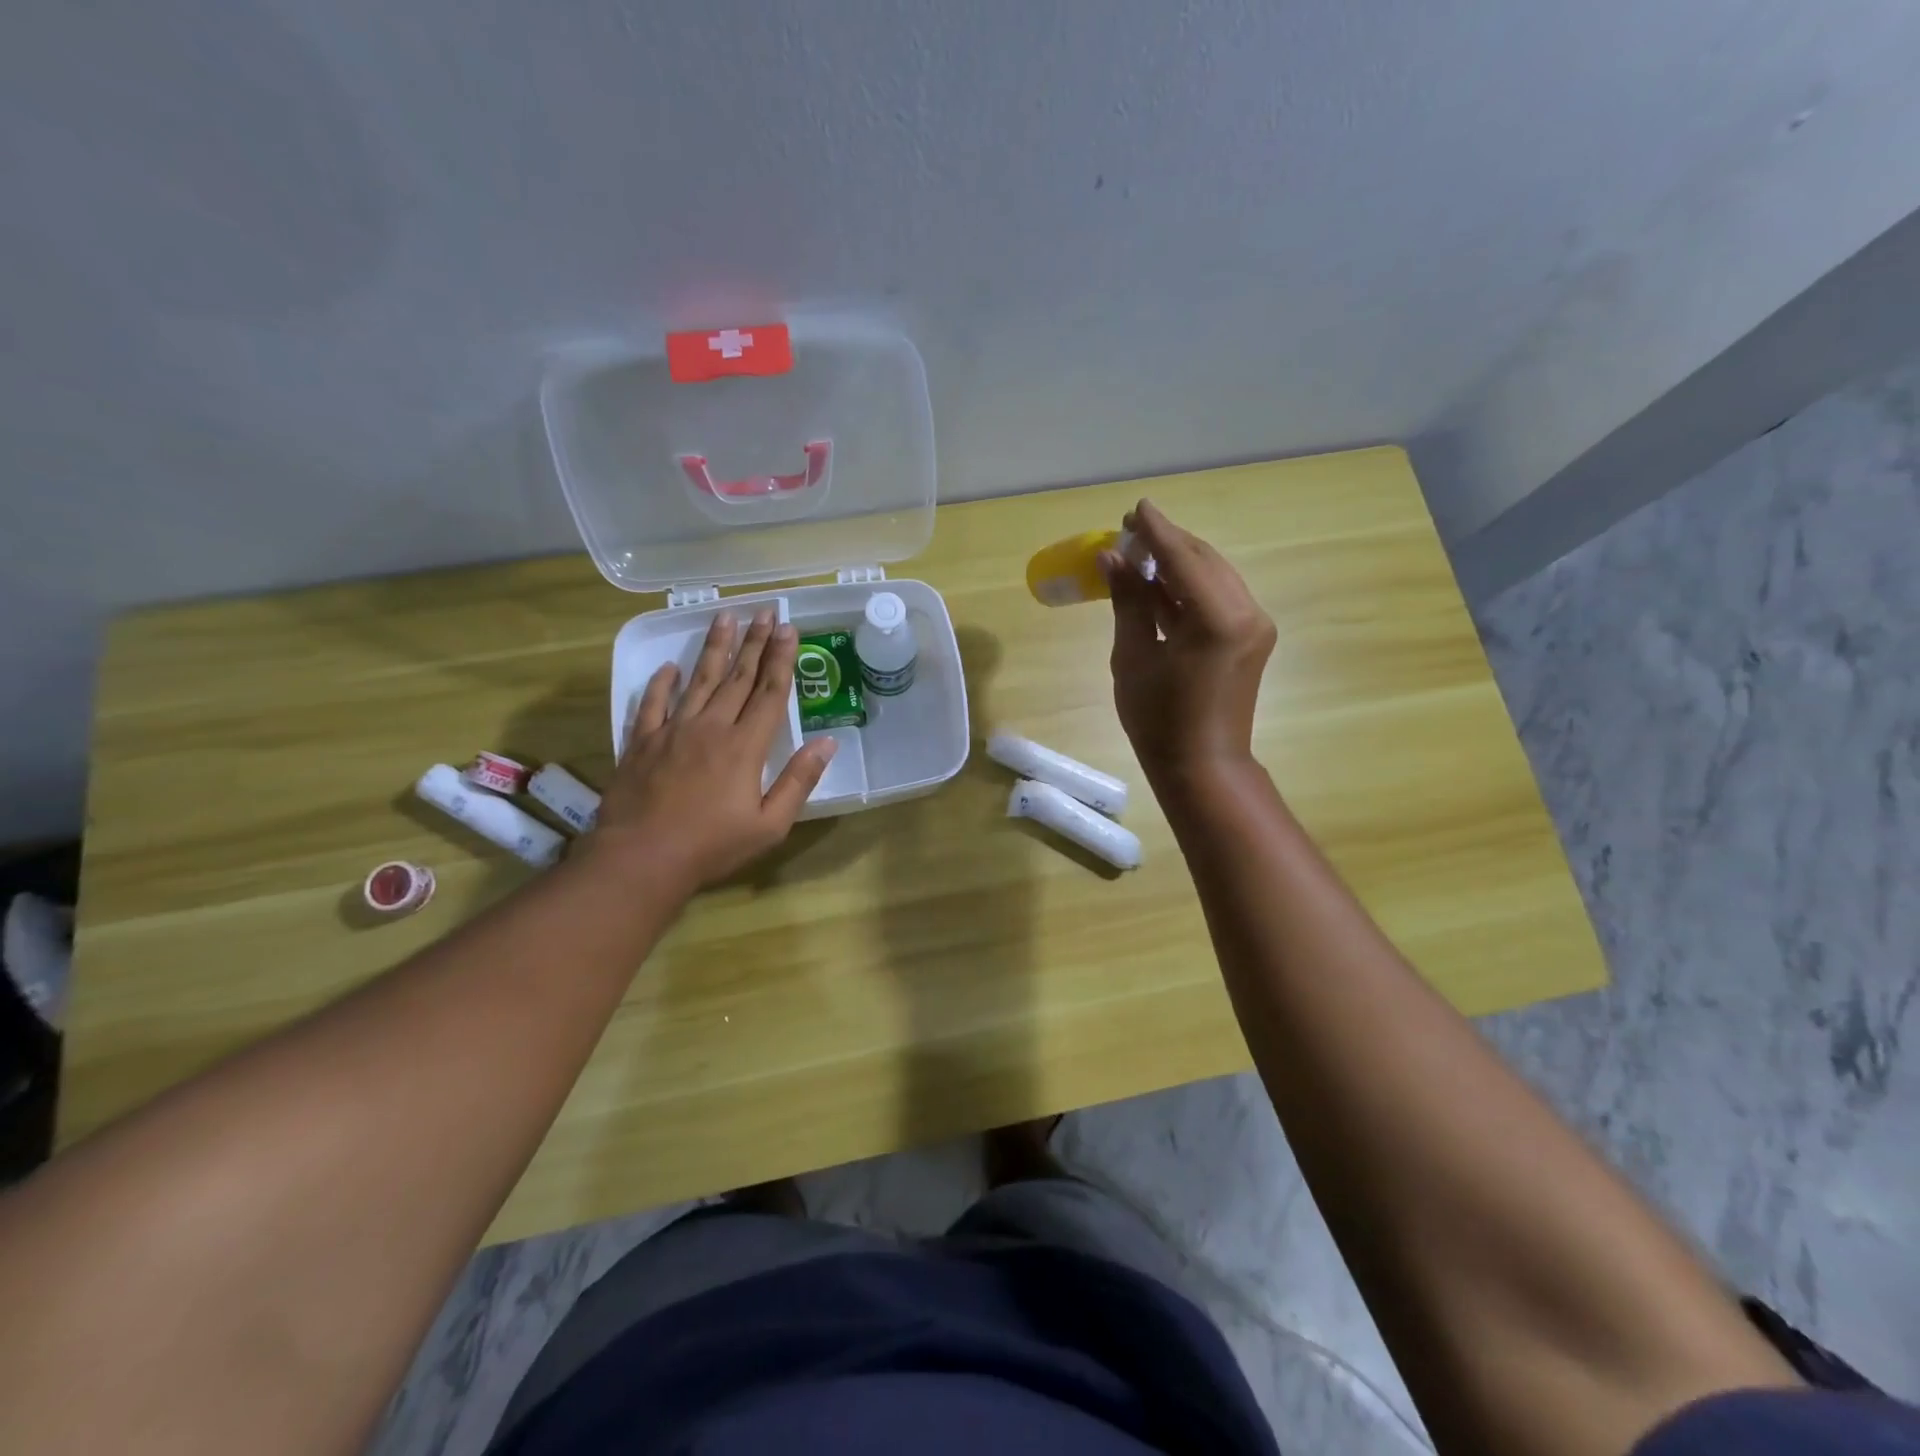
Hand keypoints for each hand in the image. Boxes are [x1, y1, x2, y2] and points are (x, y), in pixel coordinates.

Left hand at [588, 608, 836, 894]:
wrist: (641, 859)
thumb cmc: (712, 846)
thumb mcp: (770, 824)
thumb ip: (799, 781)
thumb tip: (827, 743)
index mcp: (745, 746)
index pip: (769, 693)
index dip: (781, 659)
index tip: (789, 629)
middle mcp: (711, 727)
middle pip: (738, 677)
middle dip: (755, 642)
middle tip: (765, 611)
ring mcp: (673, 731)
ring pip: (699, 680)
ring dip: (715, 648)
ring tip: (726, 618)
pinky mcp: (642, 742)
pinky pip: (652, 703)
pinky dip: (661, 683)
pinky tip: (670, 666)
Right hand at [1102, 499, 1276, 787]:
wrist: (1203, 766)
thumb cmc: (1158, 720)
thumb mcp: (1133, 657)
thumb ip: (1128, 602)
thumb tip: (1112, 559)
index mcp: (1217, 618)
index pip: (1182, 558)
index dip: (1154, 531)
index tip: (1134, 508)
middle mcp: (1246, 612)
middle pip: (1203, 560)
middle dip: (1167, 543)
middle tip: (1129, 532)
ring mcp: (1254, 625)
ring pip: (1214, 576)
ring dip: (1178, 562)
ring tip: (1140, 555)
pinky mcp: (1252, 637)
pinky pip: (1219, 597)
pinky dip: (1190, 587)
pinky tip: (1161, 584)